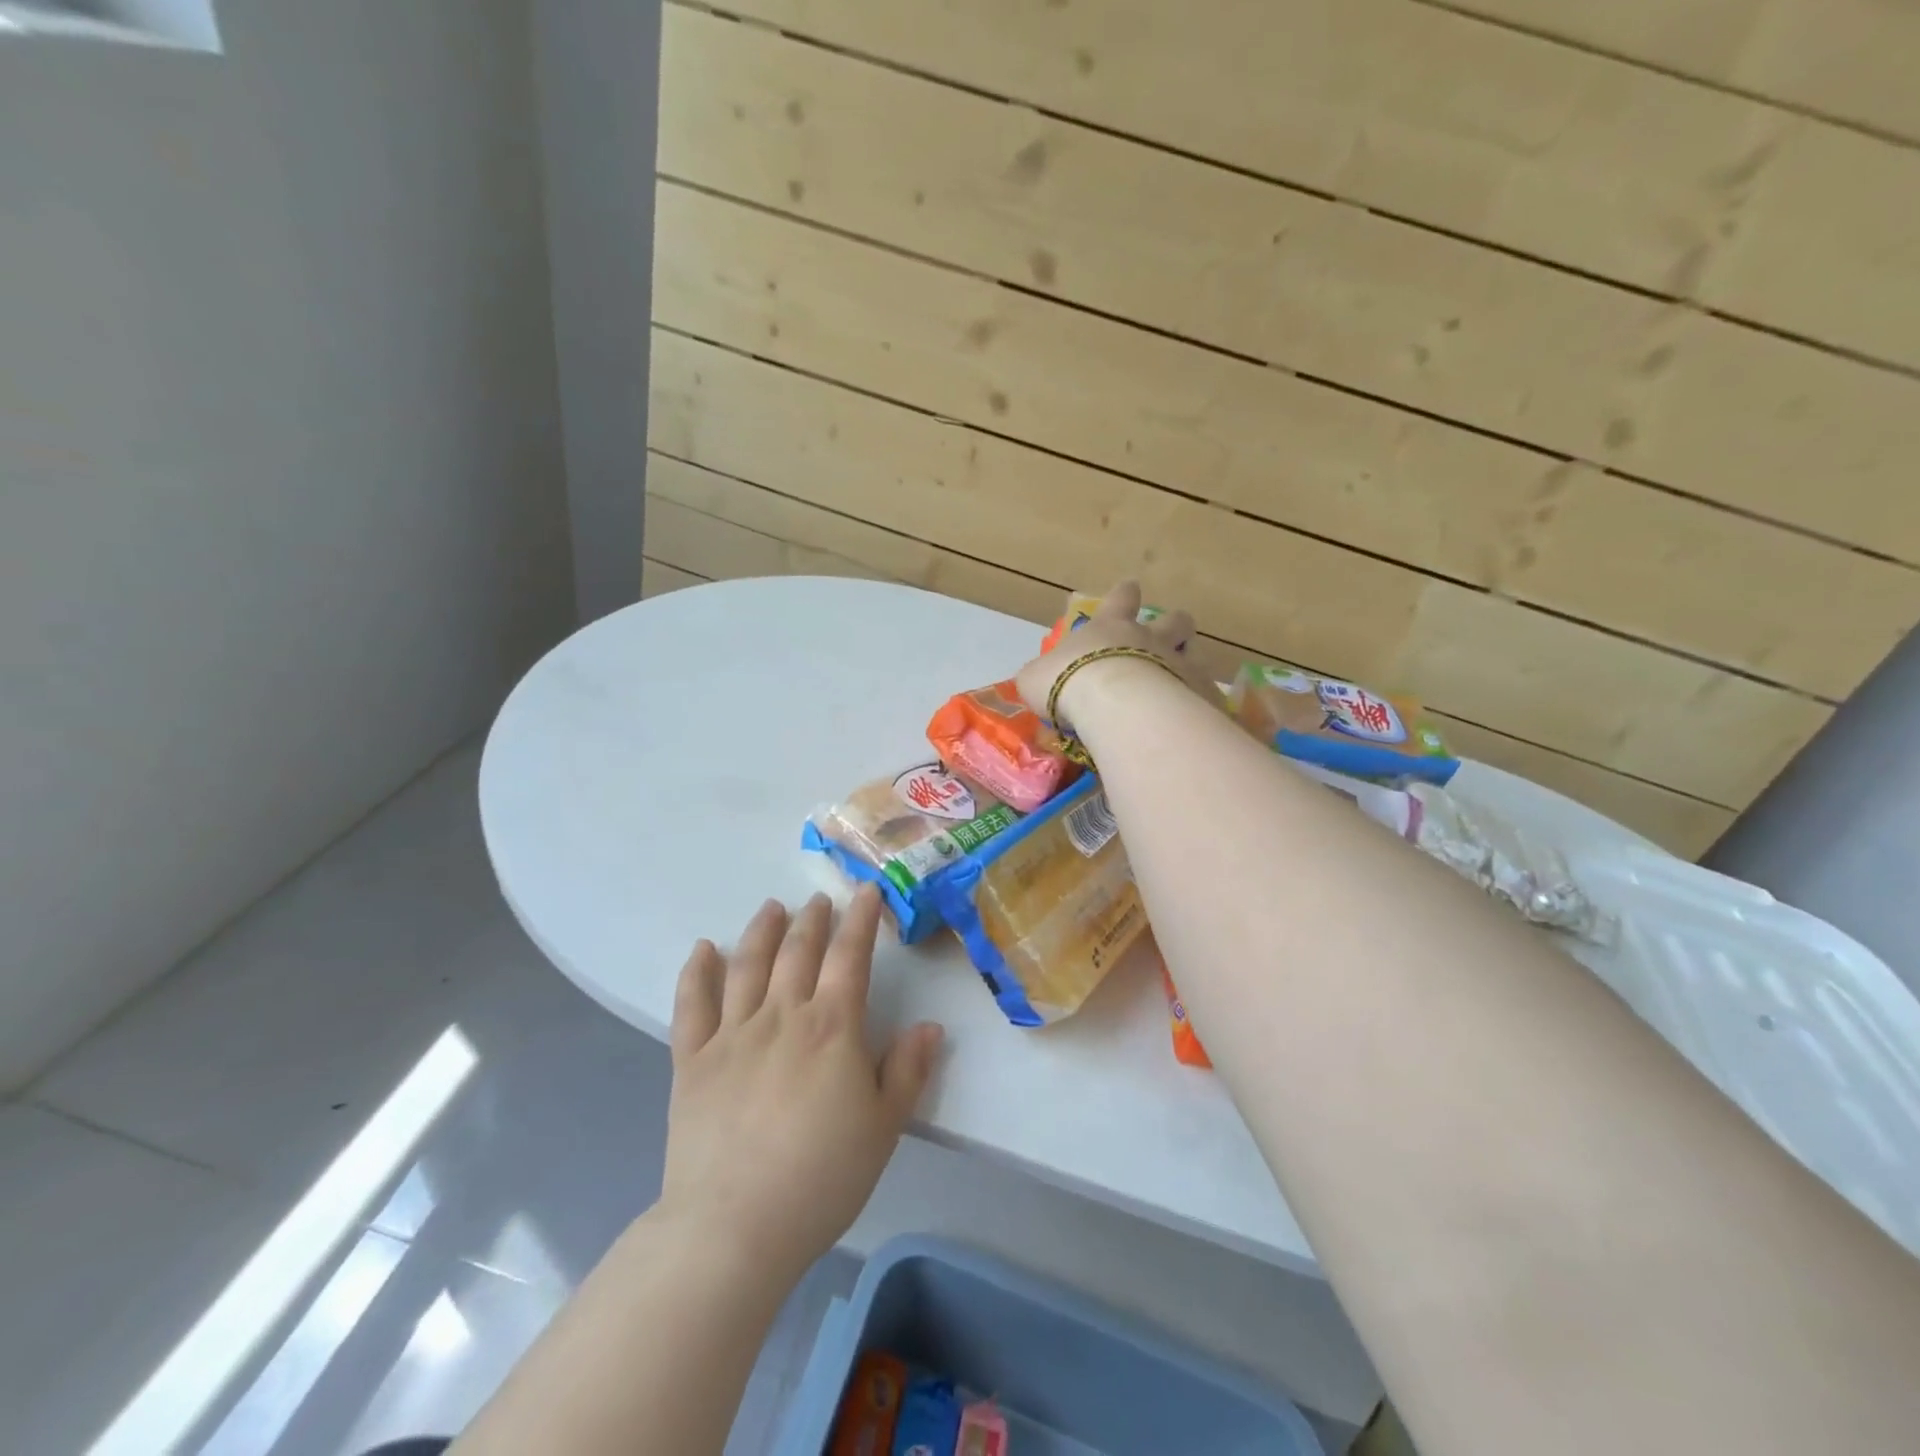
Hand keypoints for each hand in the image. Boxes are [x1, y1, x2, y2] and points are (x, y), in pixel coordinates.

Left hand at [660, 886, 943, 1278]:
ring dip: (762, 931)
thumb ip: (907, 1072)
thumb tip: (929, 1027)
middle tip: (819, 900)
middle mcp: (782, 1016)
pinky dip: (697, 971)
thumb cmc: (821, 1177)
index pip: (849, 957)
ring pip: (748, 966)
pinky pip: (693, 1004)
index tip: (866, 892)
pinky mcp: (693, 1060)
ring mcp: (732, 1034)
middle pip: (798, 952)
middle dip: (813, 919)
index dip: (861, 920)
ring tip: (772, 908)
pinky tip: (703, 949)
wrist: (735, 1226)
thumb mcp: (884, 1128)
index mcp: (831, 1028)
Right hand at [1016, 581, 1203, 728]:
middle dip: (1172, 625)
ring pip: (1196, 649)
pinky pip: (1205, 690)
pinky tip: (1190, 718)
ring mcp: (1179, 661)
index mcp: (1110, 627)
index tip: (1128, 593)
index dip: (1124, 595)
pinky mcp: (1200, 691)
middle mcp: (1149, 637)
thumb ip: (1041, 675)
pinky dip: (1198, 699)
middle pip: (1174, 618)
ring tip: (1180, 680)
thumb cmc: (1067, 683)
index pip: (1121, 597)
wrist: (1114, 706)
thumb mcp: (1035, 679)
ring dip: (1189, 659)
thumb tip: (1038, 680)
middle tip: (1163, 643)